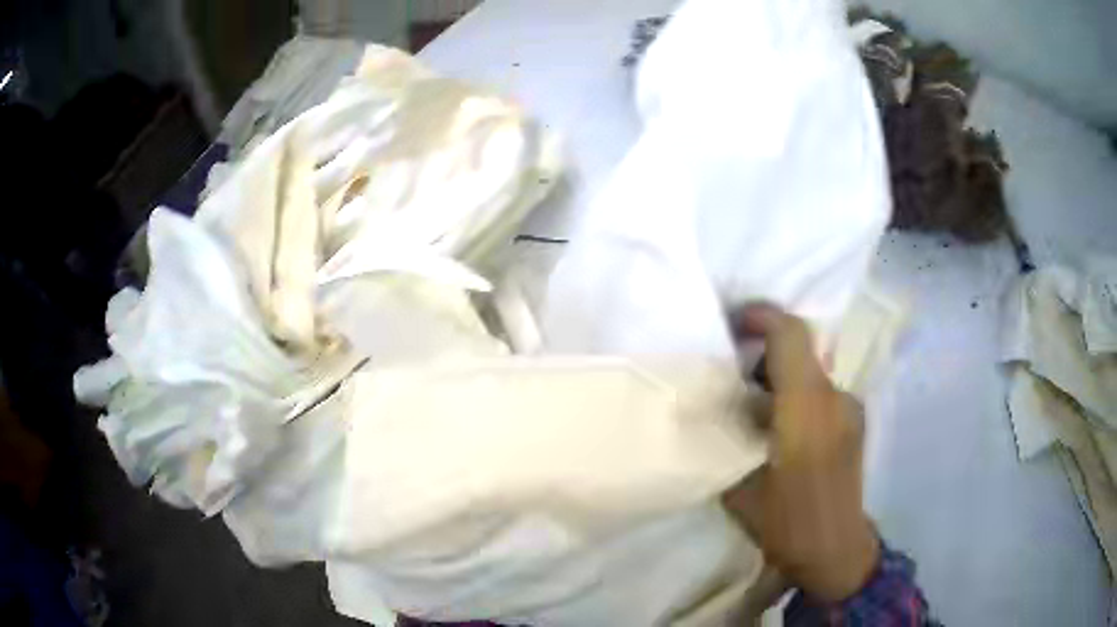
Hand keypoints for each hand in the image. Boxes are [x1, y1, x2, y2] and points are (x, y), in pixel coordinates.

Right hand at [722, 304, 878, 602]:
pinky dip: (795, 395)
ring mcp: (850, 408)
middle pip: (800, 349)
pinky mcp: (855, 421)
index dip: (761, 316)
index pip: (791, 336)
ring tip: (749, 408)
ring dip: (778, 376)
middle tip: (729, 373)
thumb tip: (714, 408)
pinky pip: (820, 392)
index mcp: (808, 410)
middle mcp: (836, 398)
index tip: (731, 323)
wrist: (836, 552)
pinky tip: (776, 429)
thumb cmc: (787, 524)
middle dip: (762, 350)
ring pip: (809, 371)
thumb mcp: (739, 487)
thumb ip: (728, 439)